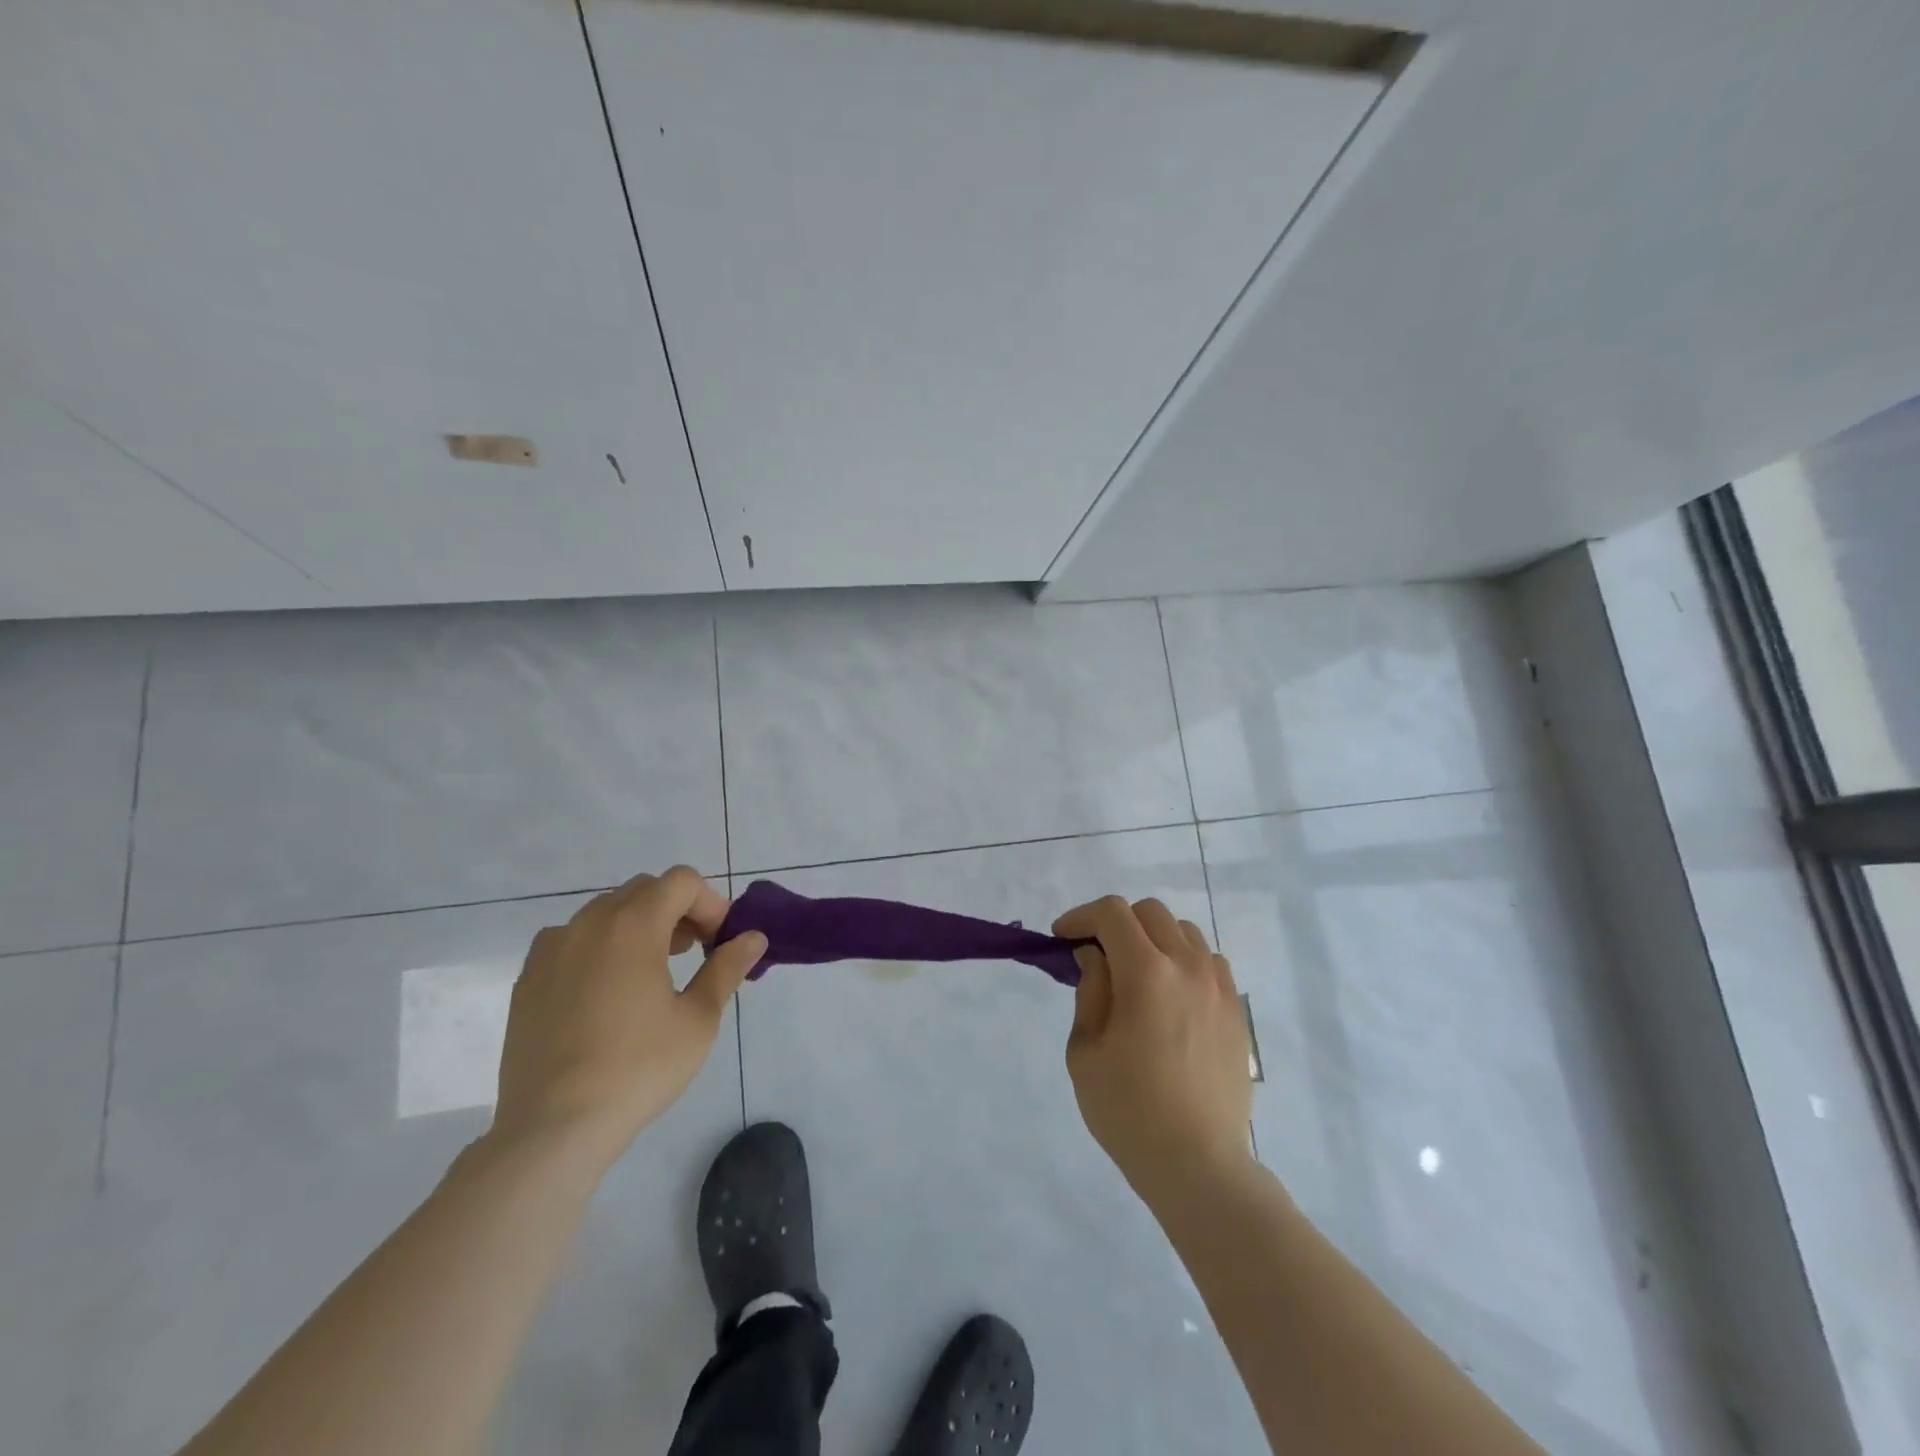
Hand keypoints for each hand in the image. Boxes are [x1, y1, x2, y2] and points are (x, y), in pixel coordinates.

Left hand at [492, 867, 765, 1166]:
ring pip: (606, 913)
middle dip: (677, 911)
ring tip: (653, 974)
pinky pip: (573, 940)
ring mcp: (551, 949)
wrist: (552, 1128)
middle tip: (695, 954)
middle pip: (644, 891)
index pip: (681, 881)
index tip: (720, 943)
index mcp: (632, 925)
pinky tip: (608, 994)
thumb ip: (726, 968)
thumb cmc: (638, 1069)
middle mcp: (587, 923)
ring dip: (639, 926)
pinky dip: (601, 947)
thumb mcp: (698, 1019)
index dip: (710, 903)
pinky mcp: (528, 979)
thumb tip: (754, 938)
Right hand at [1053, 896, 1252, 1208]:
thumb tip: (1096, 957)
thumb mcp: (1086, 1051)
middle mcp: (1187, 967)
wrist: (1197, 1164)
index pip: (1112, 913)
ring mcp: (1218, 987)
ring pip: (1183, 932)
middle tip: (1095, 955)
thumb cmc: (1128, 1111)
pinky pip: (1208, 961)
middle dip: (1116, 923)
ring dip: (1152, 939)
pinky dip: (1183, 961)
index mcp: (1146, 973)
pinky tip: (1170, 995)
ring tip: (1135, 974)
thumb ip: (1090, 991)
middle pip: (1150, 912)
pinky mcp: (1236, 1010)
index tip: (1062, 938)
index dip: (1081, 917)